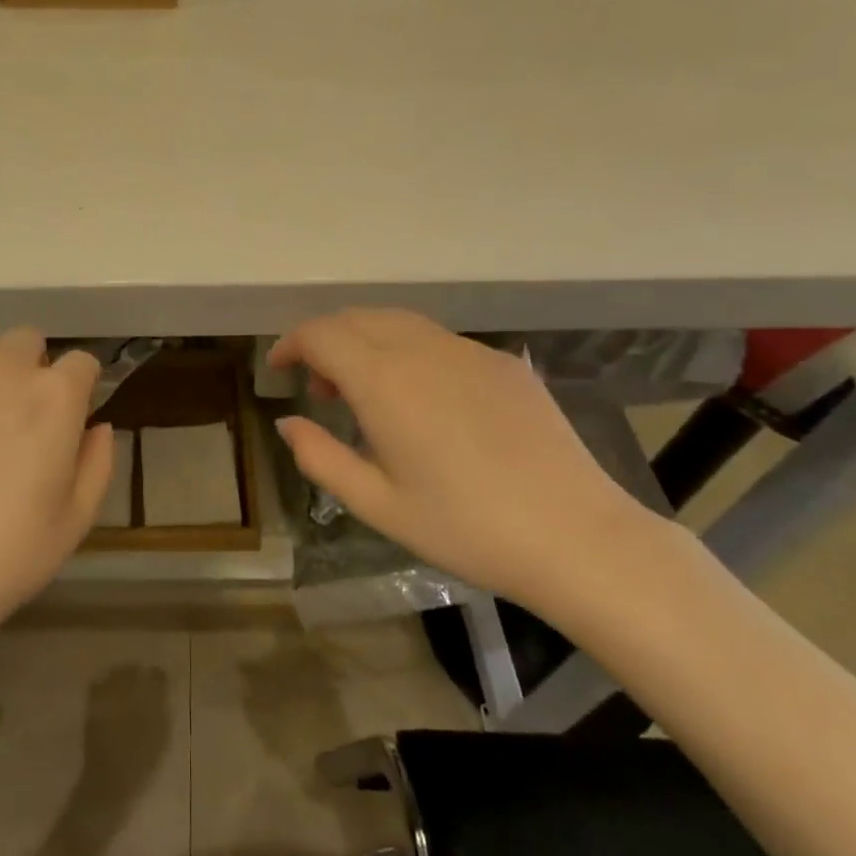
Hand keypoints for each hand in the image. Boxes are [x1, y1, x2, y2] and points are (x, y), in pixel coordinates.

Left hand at [0, 329, 113, 653]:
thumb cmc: (10, 553)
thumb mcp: (77, 518)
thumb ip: (98, 462)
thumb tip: (98, 427)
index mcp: (54, 398)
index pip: (82, 362)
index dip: (81, 387)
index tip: (71, 415)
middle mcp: (3, 371)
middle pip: (26, 340)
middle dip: (32, 367)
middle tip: (21, 415)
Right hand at [269, 309, 669, 615]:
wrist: (576, 537)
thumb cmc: (464, 528)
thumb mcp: (376, 504)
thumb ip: (320, 457)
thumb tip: (288, 423)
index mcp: (385, 382)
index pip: (322, 334)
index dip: (291, 344)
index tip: (279, 369)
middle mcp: (424, 351)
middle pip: (358, 318)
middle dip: (326, 341)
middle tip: (319, 389)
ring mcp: (470, 352)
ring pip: (400, 323)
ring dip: (366, 343)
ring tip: (365, 393)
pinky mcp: (504, 365)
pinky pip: (439, 340)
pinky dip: (408, 352)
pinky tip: (421, 400)